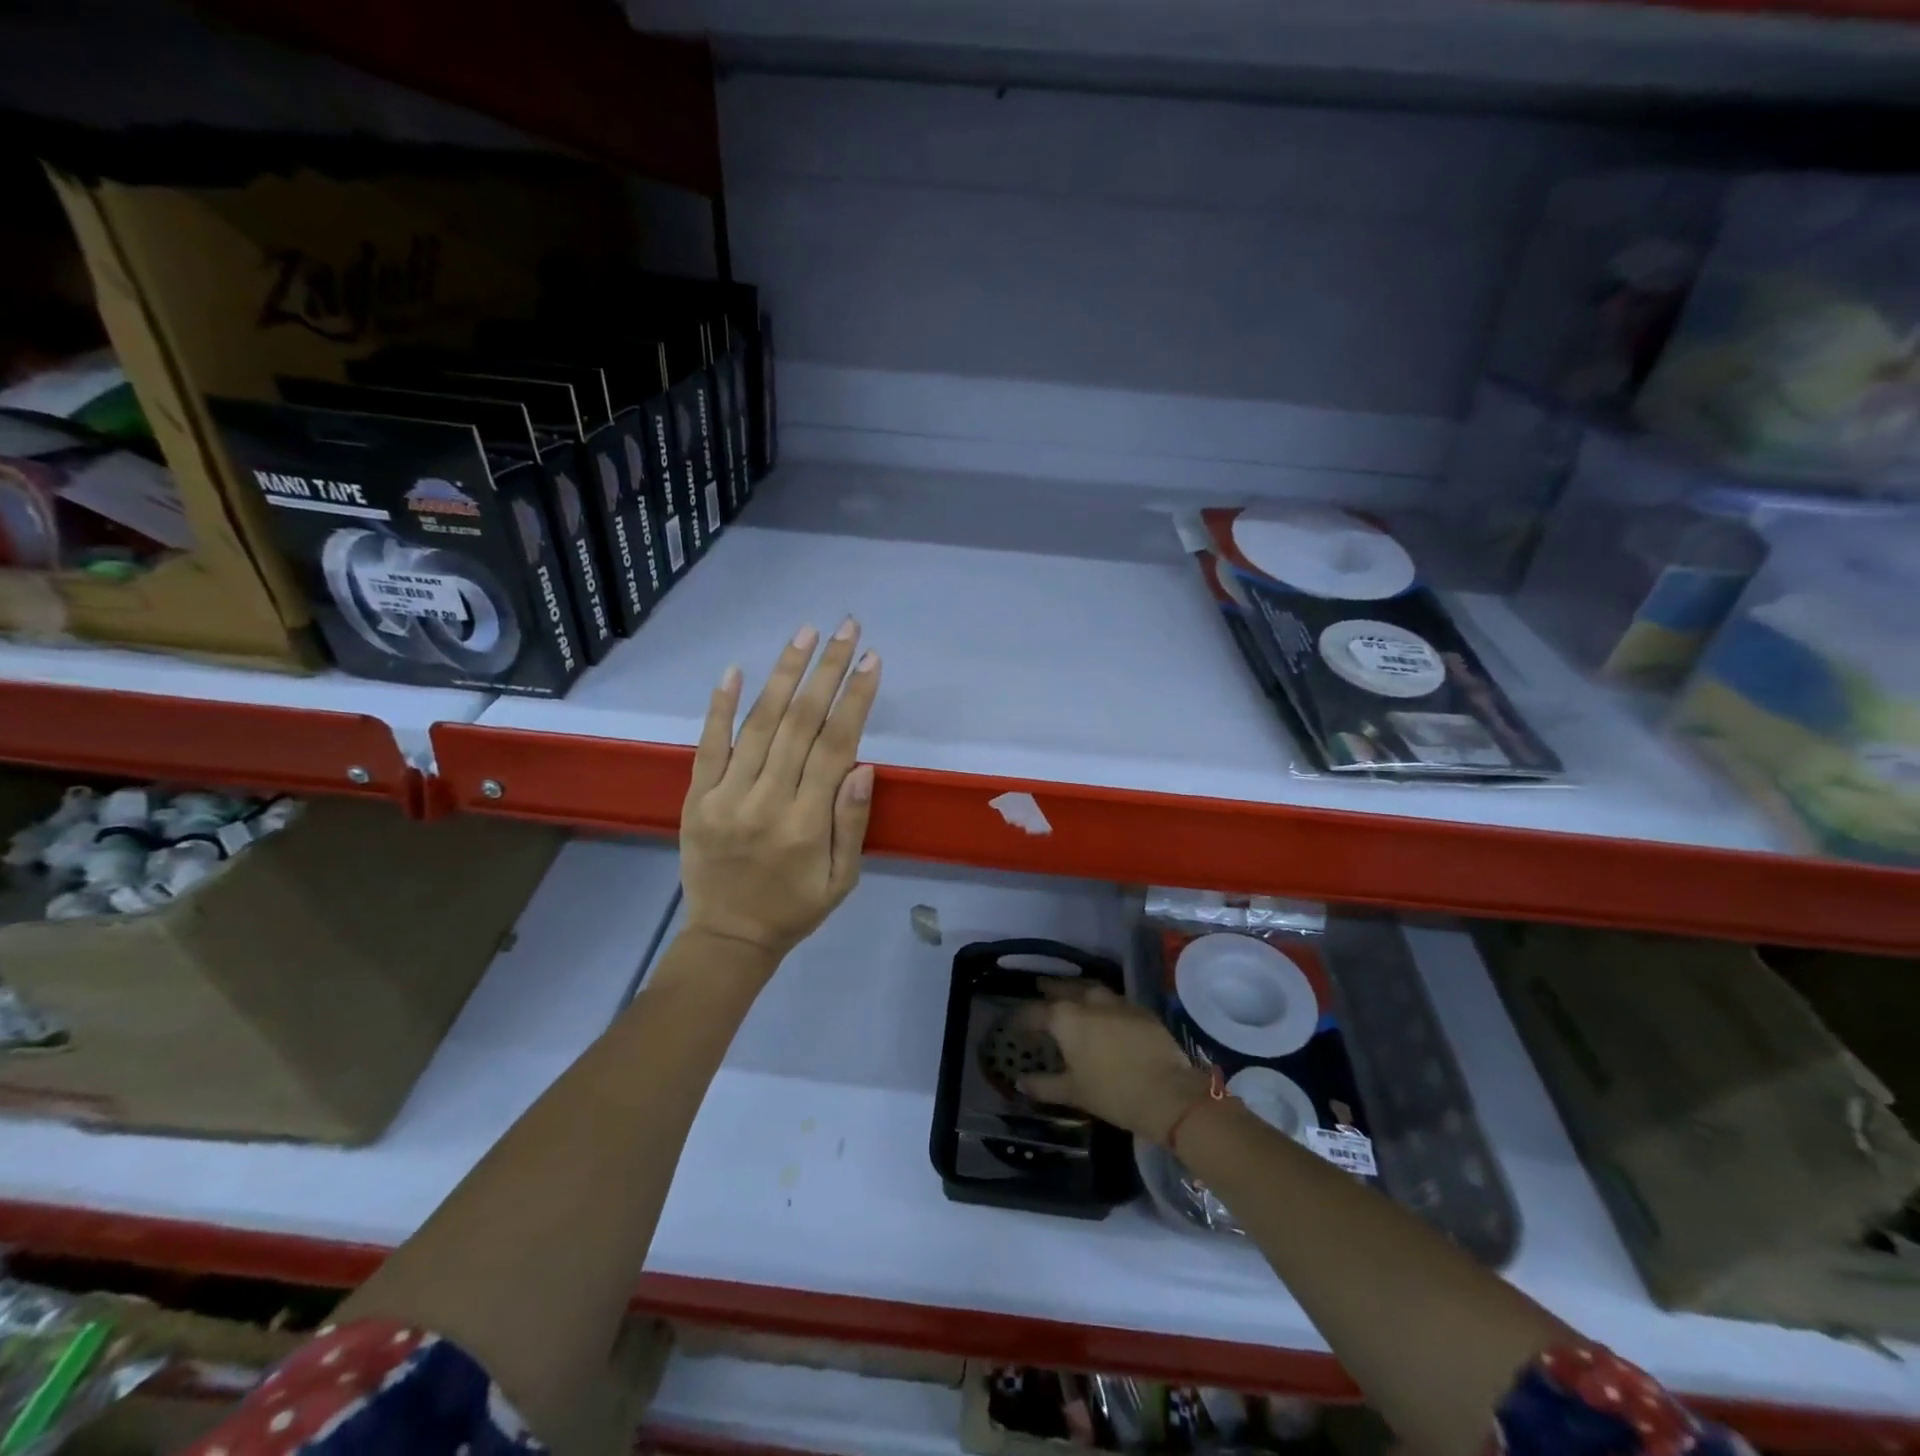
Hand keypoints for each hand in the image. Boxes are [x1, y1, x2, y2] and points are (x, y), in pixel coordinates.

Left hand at [679, 620, 880, 964]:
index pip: (835, 746)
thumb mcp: (843, 879)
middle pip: (800, 723)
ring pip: (758, 725)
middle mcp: (765, 801)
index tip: (872, 660)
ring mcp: (725, 796)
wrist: (727, 938)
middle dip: (826, 670)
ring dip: (783, 675)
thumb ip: (852, 823)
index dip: (855, 699)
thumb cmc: (796, 908)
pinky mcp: (696, 798)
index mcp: (806, 823)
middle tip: (846, 629)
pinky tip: (735, 669)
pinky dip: (720, 706)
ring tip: (804, 634)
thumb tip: (863, 766)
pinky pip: (708, 745)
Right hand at [1015, 981, 1210, 1143]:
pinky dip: (1102, 1001)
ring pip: (1091, 988)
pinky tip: (1102, 1011)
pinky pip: (1114, 999)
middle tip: (1040, 987)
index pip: (1036, 1012)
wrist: (1167, 1093)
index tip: (1014, 1023)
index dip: (1023, 1018)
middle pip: (1064, 988)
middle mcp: (1089, 1002)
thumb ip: (1044, 1085)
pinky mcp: (1140, 1010)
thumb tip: (1020, 1082)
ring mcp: (1117, 1003)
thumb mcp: (1073, 1093)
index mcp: (1066, 1019)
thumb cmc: (1113, 1093)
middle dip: (1050, 988)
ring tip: (1070, 993)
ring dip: (1077, 988)